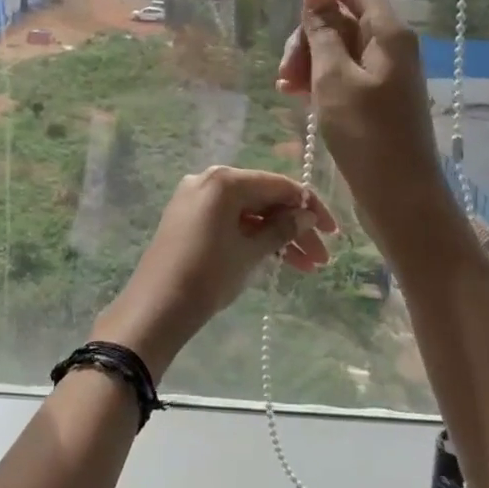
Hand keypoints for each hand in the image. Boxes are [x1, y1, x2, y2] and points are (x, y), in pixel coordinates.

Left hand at [92, 167, 336, 375]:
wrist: (156, 307)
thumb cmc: (208, 275)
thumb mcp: (250, 252)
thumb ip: (282, 229)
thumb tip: (306, 215)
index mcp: (224, 180)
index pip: (279, 184)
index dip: (310, 207)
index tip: (332, 233)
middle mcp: (209, 180)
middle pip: (264, 197)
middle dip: (295, 226)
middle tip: (321, 259)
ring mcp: (196, 199)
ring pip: (248, 211)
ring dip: (277, 235)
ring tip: (307, 267)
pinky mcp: (188, 218)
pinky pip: (230, 220)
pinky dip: (253, 237)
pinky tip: (278, 260)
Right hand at [274, 0, 440, 210]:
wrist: (399, 196)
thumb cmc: (367, 134)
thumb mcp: (334, 77)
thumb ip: (323, 31)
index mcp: (387, 32)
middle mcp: (388, 45)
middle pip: (338, 17)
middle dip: (305, 35)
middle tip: (285, 70)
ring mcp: (381, 72)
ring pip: (334, 46)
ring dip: (305, 60)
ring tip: (286, 89)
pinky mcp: (372, 96)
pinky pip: (338, 72)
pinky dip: (315, 78)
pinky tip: (295, 96)